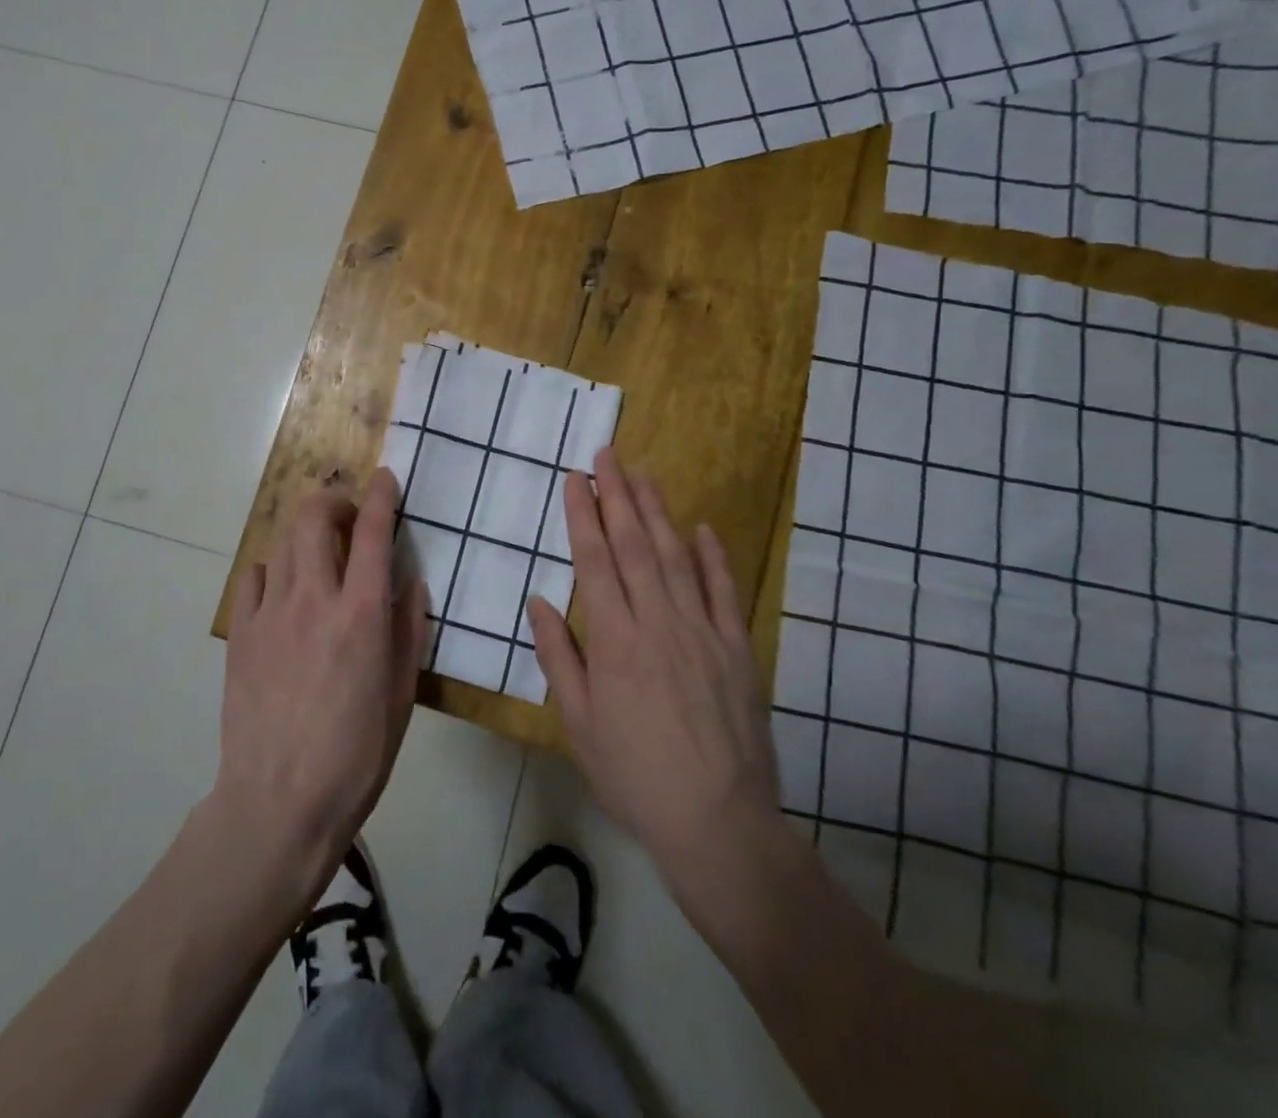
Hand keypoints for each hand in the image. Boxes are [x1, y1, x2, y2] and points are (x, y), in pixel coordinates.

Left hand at [215, 468, 427, 894]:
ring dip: (306, 534)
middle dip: (333, 502)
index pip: (372, 533)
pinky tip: (283, 594)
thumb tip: (411, 584)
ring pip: (283, 542)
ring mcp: (270, 614)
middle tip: (347, 518)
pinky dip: (274, 571)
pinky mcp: (241, 634)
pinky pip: (254, 578)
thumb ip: (409, 631)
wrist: (278, 804)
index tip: (384, 477)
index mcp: (361, 615)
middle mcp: (313, 600)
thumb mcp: (402, 696)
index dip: (380, 496)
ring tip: (320, 555)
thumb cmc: (356, 756)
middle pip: (314, 518)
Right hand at [527, 448, 782, 881]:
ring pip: (677, 556)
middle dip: (618, 495)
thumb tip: (539, 599)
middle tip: (608, 454)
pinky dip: (713, 556)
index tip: (576, 479)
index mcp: (615, 640)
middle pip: (635, 545)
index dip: (583, 515)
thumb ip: (559, 655)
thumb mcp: (579, 723)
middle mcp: (658, 622)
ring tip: (643, 474)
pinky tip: (702, 527)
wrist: (718, 822)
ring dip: (658, 512)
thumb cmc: (634, 775)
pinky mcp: (737, 649)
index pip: (594, 561)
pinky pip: (724, 591)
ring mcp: (703, 631)